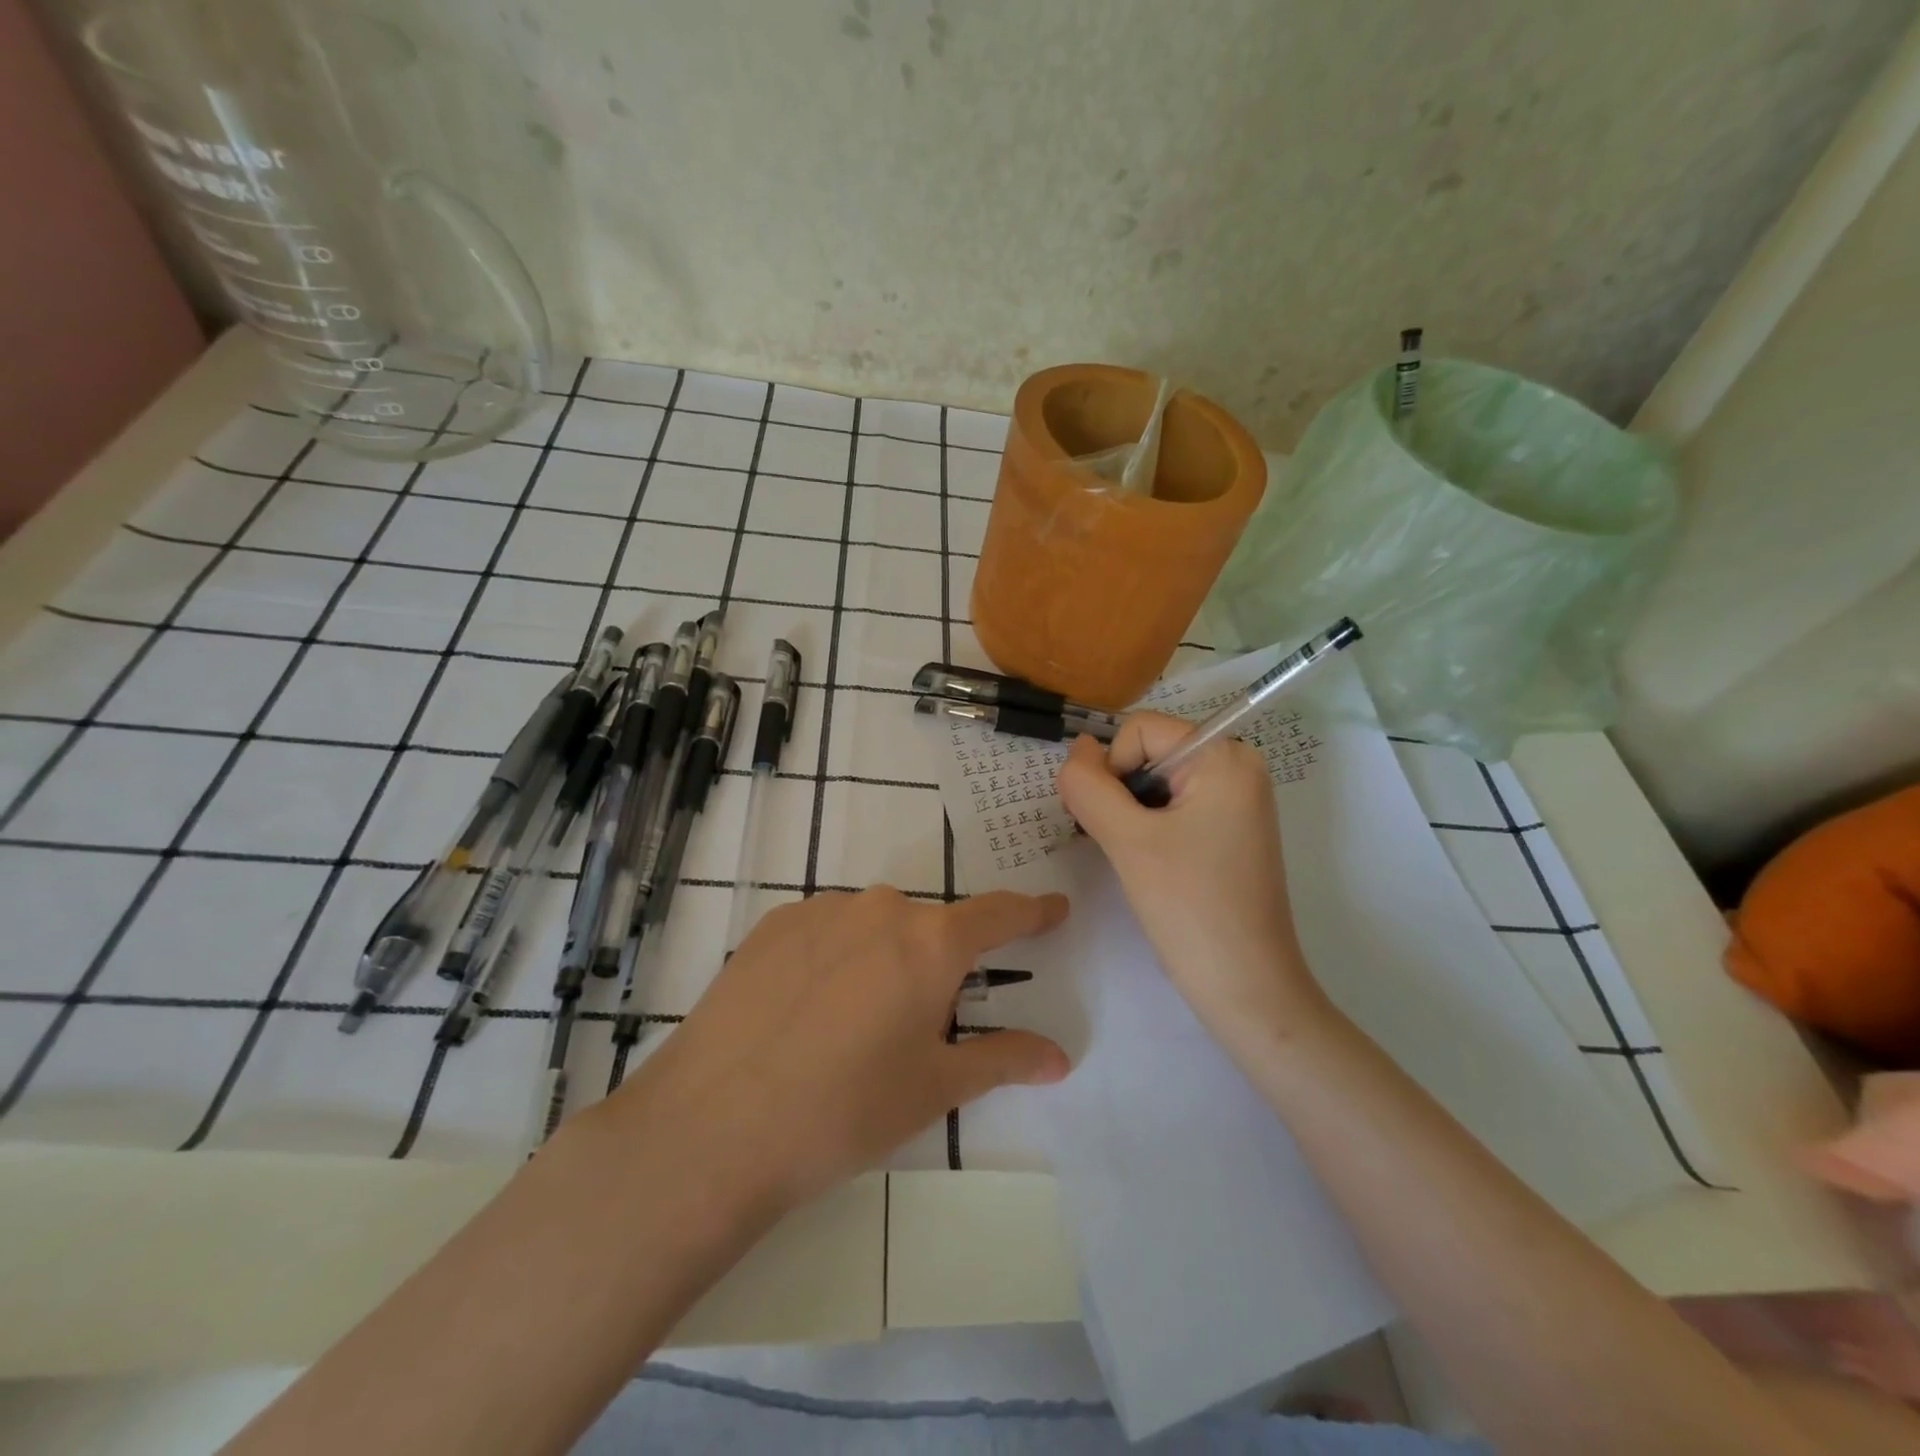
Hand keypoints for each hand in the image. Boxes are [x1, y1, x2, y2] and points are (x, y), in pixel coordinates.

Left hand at [597, 887, 1070, 1213]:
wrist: (714, 1124)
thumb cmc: (845, 1110)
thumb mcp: (935, 1090)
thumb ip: (1003, 1060)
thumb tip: (1058, 1056)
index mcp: (931, 942)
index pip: (999, 914)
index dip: (1032, 913)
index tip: (1054, 910)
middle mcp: (881, 908)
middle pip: (929, 927)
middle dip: (937, 965)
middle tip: (917, 1024)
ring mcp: (821, 910)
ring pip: (874, 927)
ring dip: (881, 961)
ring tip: (852, 1026)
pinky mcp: (773, 925)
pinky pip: (826, 931)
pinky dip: (835, 958)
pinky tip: (807, 1011)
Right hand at [1057, 713, 1328, 1058]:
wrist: (1247, 988)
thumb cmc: (1190, 908)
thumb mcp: (1128, 841)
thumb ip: (1090, 786)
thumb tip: (1076, 748)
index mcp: (1224, 757)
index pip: (1140, 730)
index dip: (1110, 768)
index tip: (1107, 822)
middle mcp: (1238, 767)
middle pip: (1150, 752)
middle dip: (1119, 790)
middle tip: (1115, 843)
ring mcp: (1237, 800)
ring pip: (1157, 781)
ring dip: (1129, 811)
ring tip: (1131, 857)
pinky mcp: (1231, 830)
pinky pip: (1175, 806)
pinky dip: (1149, 825)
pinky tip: (1147, 862)